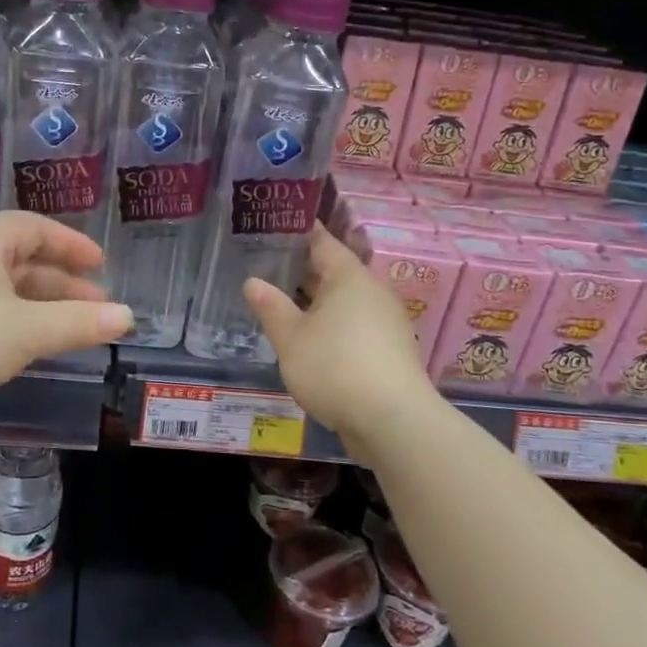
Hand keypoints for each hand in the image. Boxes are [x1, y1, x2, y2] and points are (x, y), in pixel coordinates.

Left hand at [0, 211, 132, 424]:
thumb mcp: (24, 331)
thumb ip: (78, 323)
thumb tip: (128, 317)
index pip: (36, 228)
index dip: (72, 244)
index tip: (101, 264)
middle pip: (20, 260)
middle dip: (61, 284)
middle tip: (96, 306)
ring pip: (1, 289)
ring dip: (38, 307)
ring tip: (71, 330)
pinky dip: (11, 322)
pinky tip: (25, 346)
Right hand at [243, 225, 437, 451]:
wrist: (393, 421)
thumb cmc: (335, 367)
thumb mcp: (291, 338)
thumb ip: (271, 307)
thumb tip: (253, 281)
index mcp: (349, 277)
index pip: (323, 242)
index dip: (300, 232)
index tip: (276, 225)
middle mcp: (372, 292)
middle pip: (335, 271)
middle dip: (303, 269)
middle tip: (268, 266)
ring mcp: (385, 322)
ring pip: (345, 301)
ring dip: (317, 301)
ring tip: (283, 303)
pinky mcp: (389, 350)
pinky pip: (354, 324)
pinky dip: (332, 324)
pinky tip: (311, 338)